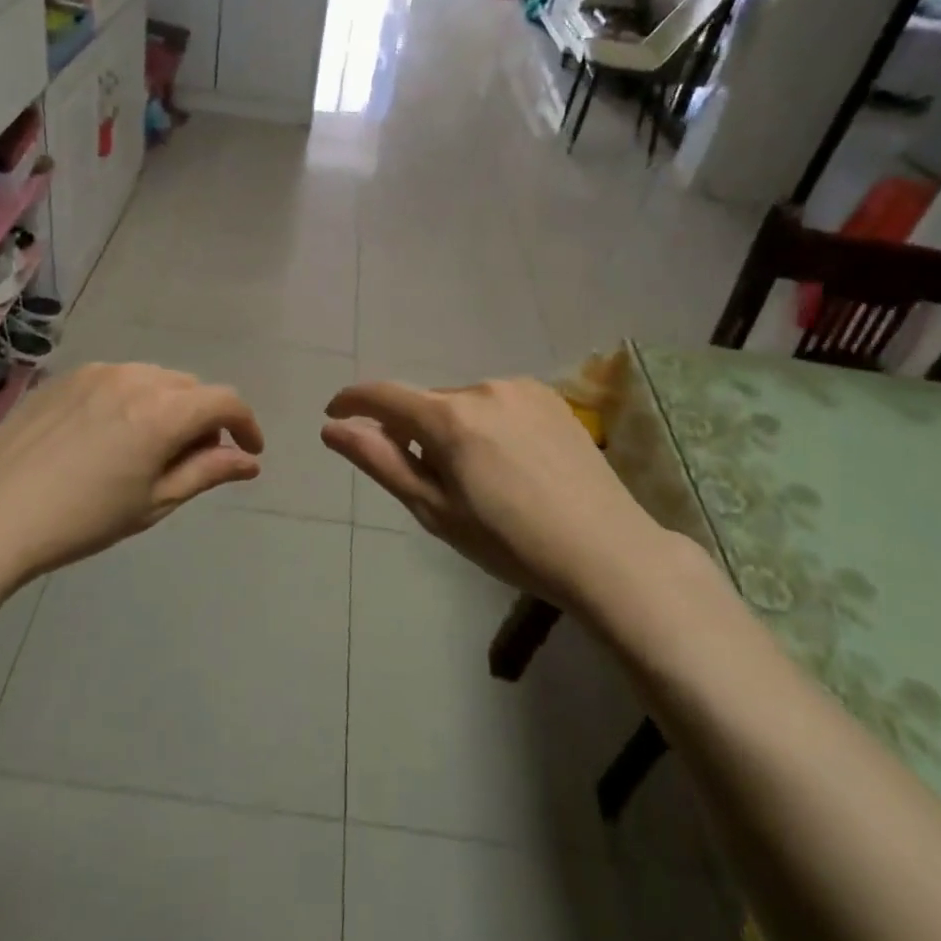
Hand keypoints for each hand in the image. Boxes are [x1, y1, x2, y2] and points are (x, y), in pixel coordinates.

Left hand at [0, 363, 263, 582]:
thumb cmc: (80, 520)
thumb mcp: (153, 502)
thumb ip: (206, 472)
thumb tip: (248, 462)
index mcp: (162, 411)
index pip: (225, 401)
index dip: (246, 425)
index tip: (249, 452)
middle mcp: (135, 377)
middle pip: (190, 387)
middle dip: (204, 418)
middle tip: (192, 460)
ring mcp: (96, 371)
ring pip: (154, 379)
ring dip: (168, 406)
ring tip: (149, 448)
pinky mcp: (65, 377)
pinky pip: (117, 379)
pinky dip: (132, 399)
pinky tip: (109, 436)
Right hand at [321, 377, 661, 605]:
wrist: (607, 552)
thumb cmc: (510, 543)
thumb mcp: (434, 510)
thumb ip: (380, 461)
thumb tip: (332, 429)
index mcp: (450, 418)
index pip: (383, 395)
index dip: (351, 402)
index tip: (334, 414)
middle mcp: (483, 388)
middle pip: (426, 403)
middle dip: (413, 432)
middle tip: (431, 483)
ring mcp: (521, 389)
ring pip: (463, 403)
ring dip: (452, 429)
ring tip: (478, 479)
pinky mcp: (552, 398)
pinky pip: (497, 403)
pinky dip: (486, 424)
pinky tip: (511, 464)